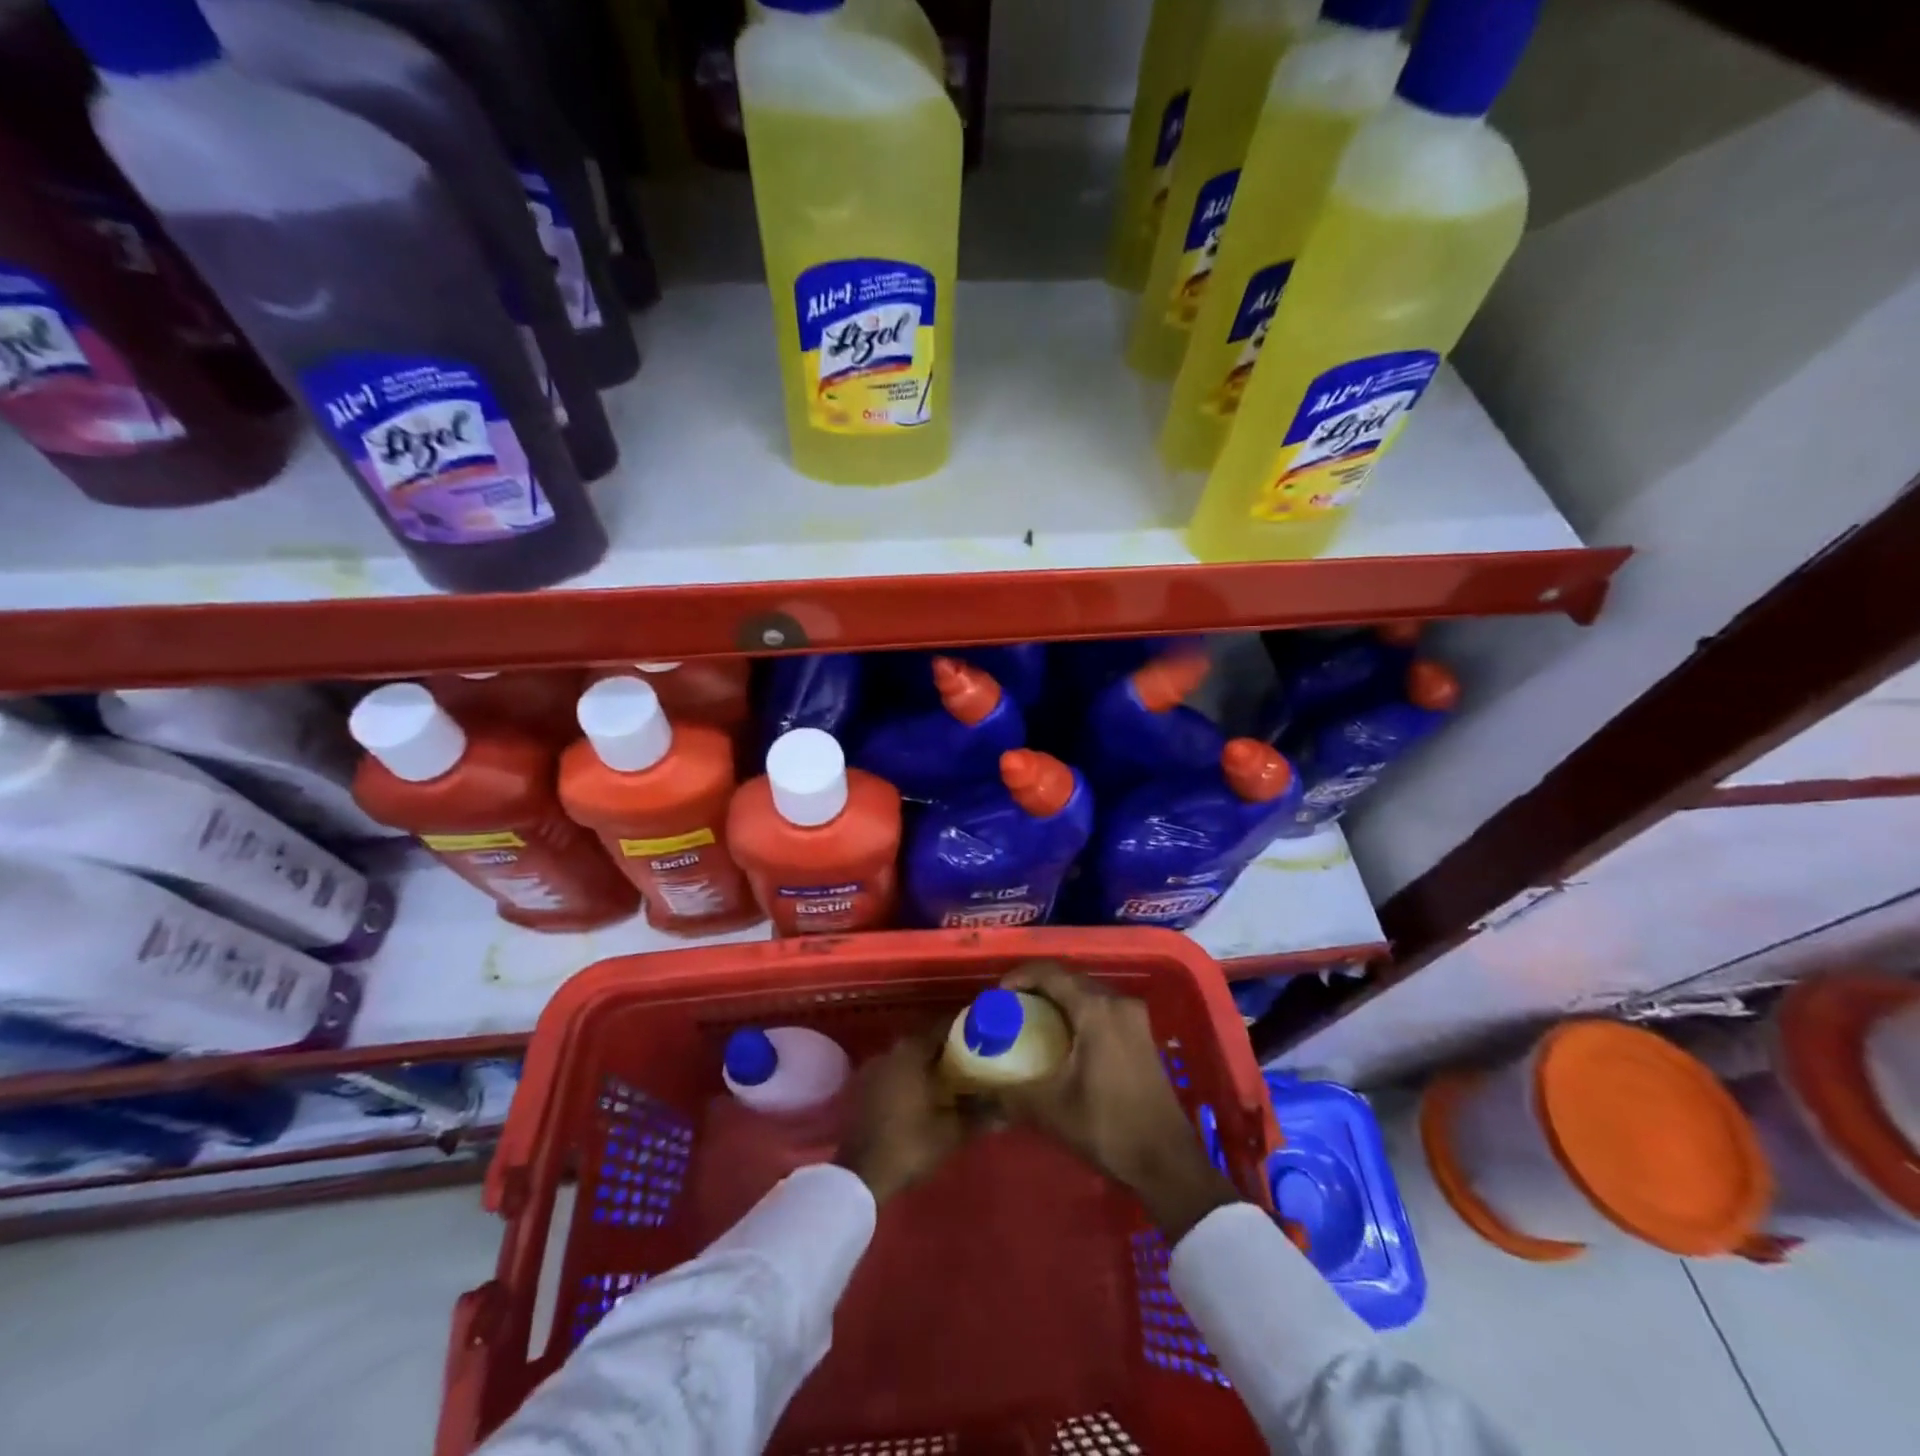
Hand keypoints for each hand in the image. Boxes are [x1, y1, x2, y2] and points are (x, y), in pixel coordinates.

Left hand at [837, 1027, 973, 1205]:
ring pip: (908, 1058)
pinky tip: (924, 1096)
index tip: (984, 1038)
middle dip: (948, 1050)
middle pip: (925, 1042)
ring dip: (927, 1065)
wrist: (860, 1176)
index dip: (965, 1031)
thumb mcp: (951, 1132)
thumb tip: (1007, 1109)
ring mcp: (873, 1068)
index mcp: (911, 1051)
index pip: (943, 1028)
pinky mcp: (863, 1087)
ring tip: (952, 1080)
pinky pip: (894, 1073)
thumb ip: (980, 1115)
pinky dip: (910, 1078)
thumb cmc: (909, 1144)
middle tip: (972, 1061)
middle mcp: (890, 1051)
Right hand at [996, 961, 1239, 1240]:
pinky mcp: (1141, 1034)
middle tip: (1009, 1007)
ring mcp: (1134, 1017)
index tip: (996, 995)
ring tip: (1030, 1020)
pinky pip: (1101, 1007)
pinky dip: (1077, 1012)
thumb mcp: (1051, 1110)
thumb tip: (975, 1089)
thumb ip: (1009, 1093)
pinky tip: (1061, 1037)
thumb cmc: (1109, 1126)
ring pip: (1086, 992)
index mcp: (1096, 1009)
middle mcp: (1118, 1002)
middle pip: (1069, 978)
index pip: (1050, 973)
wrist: (1167, 1162)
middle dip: (1036, 987)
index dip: (1019, 977)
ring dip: (1058, 999)